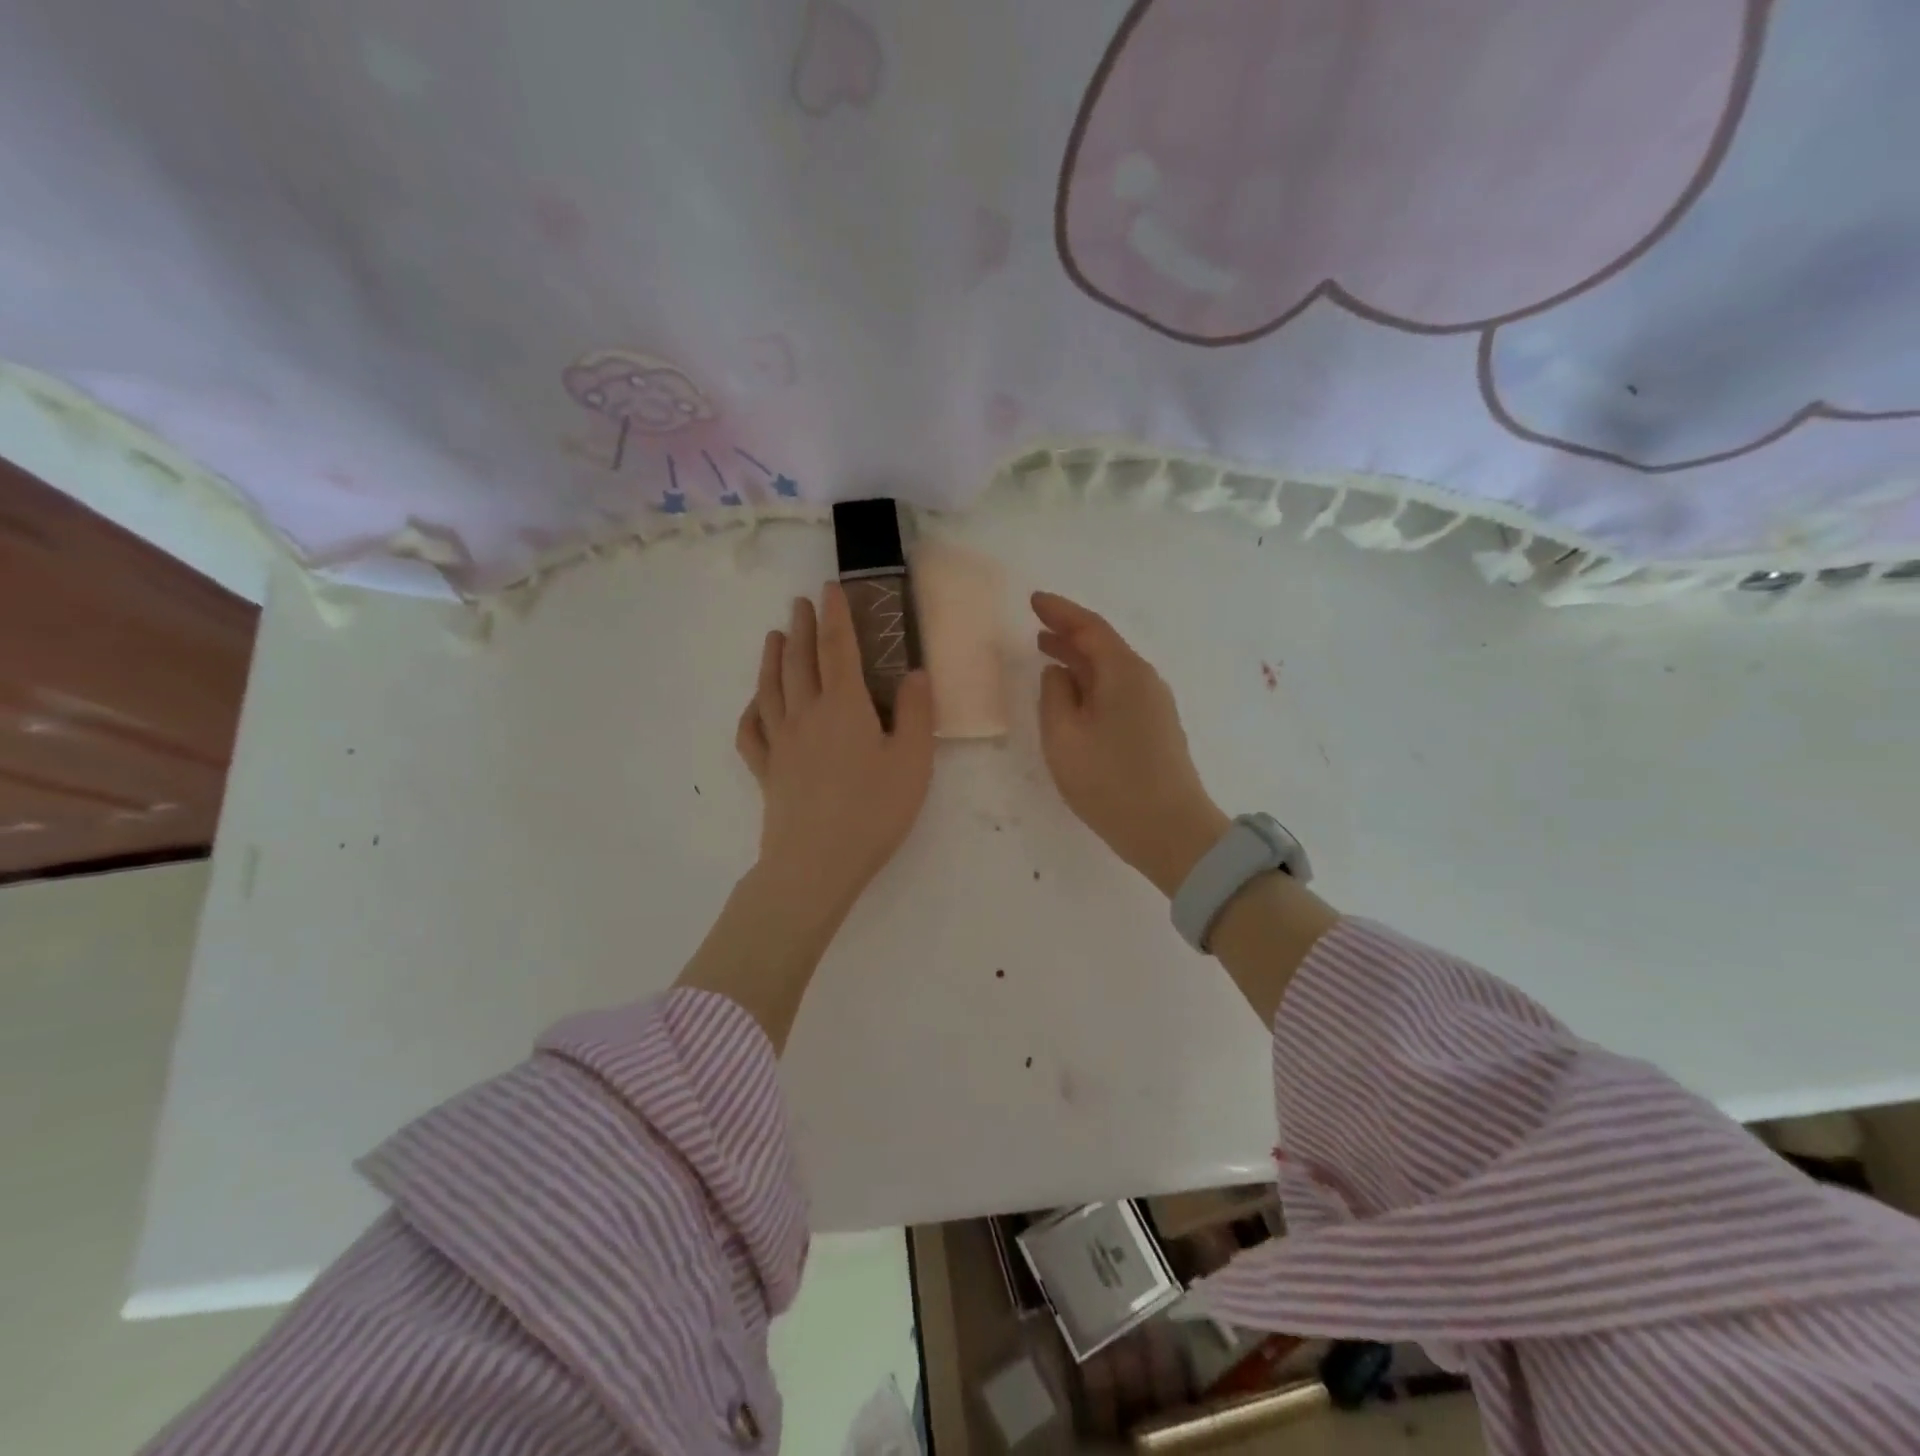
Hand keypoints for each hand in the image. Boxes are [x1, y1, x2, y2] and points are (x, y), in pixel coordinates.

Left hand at [737, 584, 934, 916]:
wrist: (816, 863)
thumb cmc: (873, 811)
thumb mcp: (913, 762)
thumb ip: (916, 714)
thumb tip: (914, 673)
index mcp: (844, 706)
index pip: (837, 648)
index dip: (835, 616)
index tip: (830, 589)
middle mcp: (806, 714)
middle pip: (799, 660)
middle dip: (801, 627)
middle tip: (800, 602)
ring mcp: (780, 743)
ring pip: (771, 688)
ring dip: (772, 657)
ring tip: (773, 635)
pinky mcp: (767, 771)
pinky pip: (752, 732)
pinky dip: (751, 711)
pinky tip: (755, 704)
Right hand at [1033, 592, 1229, 896]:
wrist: (1171, 831)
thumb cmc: (1110, 782)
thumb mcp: (1064, 737)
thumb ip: (1054, 695)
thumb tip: (1058, 673)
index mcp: (1123, 672)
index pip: (1089, 627)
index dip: (1060, 611)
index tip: (1034, 600)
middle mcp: (1144, 680)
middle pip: (1103, 646)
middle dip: (1068, 635)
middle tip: (1036, 629)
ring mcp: (1155, 704)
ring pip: (1111, 670)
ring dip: (1080, 661)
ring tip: (1049, 657)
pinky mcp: (1157, 728)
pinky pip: (1119, 691)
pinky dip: (1093, 684)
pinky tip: (1077, 697)